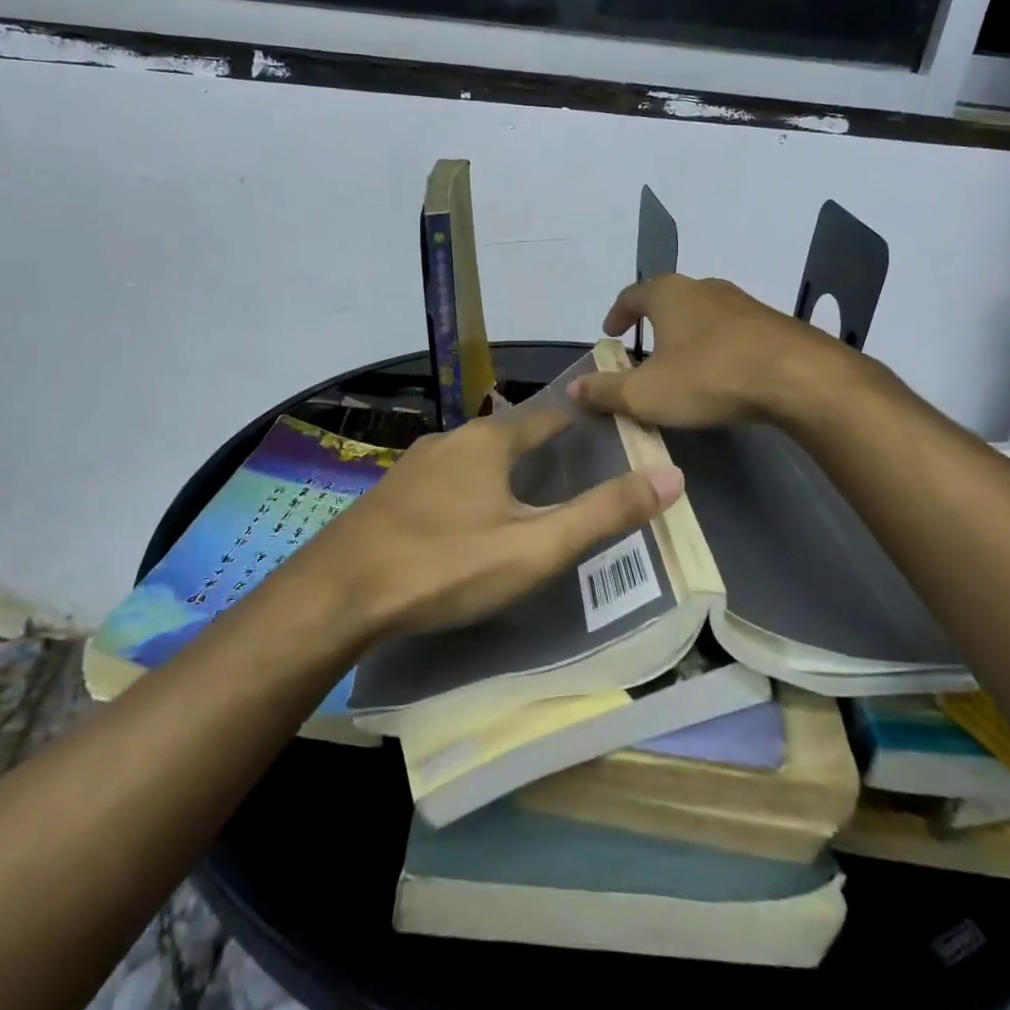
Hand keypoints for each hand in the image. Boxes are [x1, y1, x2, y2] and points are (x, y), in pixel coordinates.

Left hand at [305, 409, 682, 638]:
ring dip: (501, 470)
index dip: (580, 423)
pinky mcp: (390, 493)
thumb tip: (671, 475)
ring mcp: (414, 464)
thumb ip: (602, 513)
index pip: (549, 416)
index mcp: (489, 440)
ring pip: (473, 458)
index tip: (605, 432)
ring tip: (523, 498)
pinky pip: (444, 480)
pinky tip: (464, 521)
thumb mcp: (535, 547)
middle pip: (509, 434)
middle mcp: (451, 439)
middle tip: (571, 475)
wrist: (338, 593)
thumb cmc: (445, 565)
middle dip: (540, 449)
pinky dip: (467, 489)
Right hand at [568, 274, 846, 427]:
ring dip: (687, 334)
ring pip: (702, 314)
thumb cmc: (709, 377)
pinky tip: (720, 372)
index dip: (617, 314)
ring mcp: (741, 302)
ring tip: (681, 362)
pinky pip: (731, 331)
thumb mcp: (646, 394)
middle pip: (669, 300)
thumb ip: (606, 392)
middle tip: (643, 349)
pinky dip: (716, 346)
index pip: (632, 295)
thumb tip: (572, 389)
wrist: (797, 377)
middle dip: (653, 323)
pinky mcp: (770, 323)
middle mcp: (704, 288)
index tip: (609, 333)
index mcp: (669, 294)